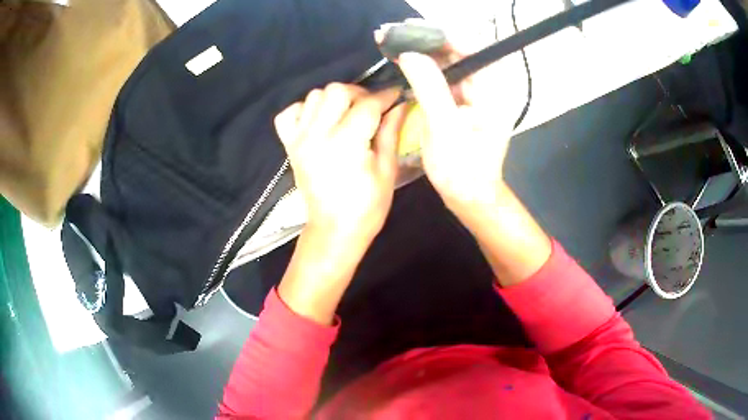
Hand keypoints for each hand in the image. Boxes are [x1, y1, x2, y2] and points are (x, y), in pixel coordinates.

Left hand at [274, 83, 401, 246]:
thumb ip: (391, 132)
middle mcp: (318, 135)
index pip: (367, 104)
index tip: (396, 95)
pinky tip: (319, 120)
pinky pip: (290, 114)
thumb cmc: (367, 207)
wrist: (334, 230)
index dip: (385, 96)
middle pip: (336, 91)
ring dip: (334, 99)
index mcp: (346, 143)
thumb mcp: (387, 170)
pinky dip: (305, 110)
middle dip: (359, 93)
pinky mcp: (289, 146)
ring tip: (347, 114)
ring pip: (314, 96)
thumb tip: (401, 104)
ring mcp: (299, 139)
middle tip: (371, 107)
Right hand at [395, 34, 527, 217]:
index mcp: (492, 91)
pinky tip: (403, 64)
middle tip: (393, 35)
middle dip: (427, 42)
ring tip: (392, 44)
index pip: (471, 49)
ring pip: (448, 65)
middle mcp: (486, 88)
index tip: (410, 29)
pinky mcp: (462, 104)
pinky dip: (423, 71)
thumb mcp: (445, 129)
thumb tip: (410, 54)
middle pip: (458, 53)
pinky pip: (443, 80)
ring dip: (422, 54)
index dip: (441, 35)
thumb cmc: (462, 170)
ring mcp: (474, 96)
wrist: (470, 198)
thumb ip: (430, 88)